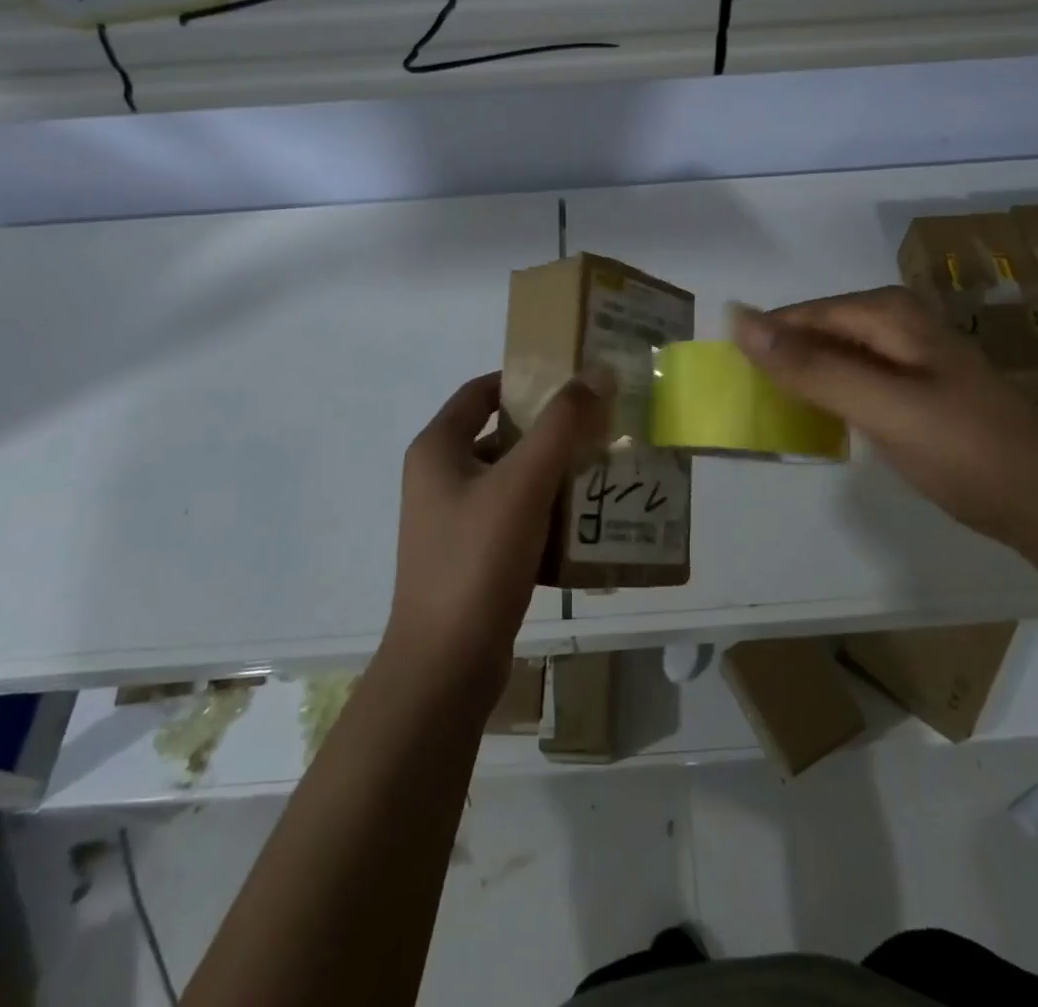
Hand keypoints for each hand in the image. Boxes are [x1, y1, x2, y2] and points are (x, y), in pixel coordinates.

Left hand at [385, 371, 609, 691]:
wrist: (446, 664)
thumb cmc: (478, 559)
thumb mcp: (524, 482)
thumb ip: (562, 424)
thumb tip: (597, 373)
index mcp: (437, 449)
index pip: (480, 392)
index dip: (523, 380)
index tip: (572, 382)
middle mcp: (438, 478)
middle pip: (500, 436)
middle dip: (549, 432)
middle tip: (598, 429)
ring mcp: (451, 521)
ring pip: (511, 481)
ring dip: (552, 475)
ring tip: (601, 473)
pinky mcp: (469, 557)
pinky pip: (513, 520)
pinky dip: (546, 515)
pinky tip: (585, 525)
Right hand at [732, 287, 1037, 550]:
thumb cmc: (964, 448)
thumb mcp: (882, 405)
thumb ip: (812, 366)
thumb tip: (740, 321)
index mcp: (887, 314)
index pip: (801, 316)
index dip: (761, 341)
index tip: (723, 376)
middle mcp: (895, 324)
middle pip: (815, 333)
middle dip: (778, 361)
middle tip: (742, 402)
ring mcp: (906, 357)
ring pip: (831, 358)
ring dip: (799, 381)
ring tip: (765, 413)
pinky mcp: (911, 389)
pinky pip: (850, 381)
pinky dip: (825, 398)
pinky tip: (812, 422)